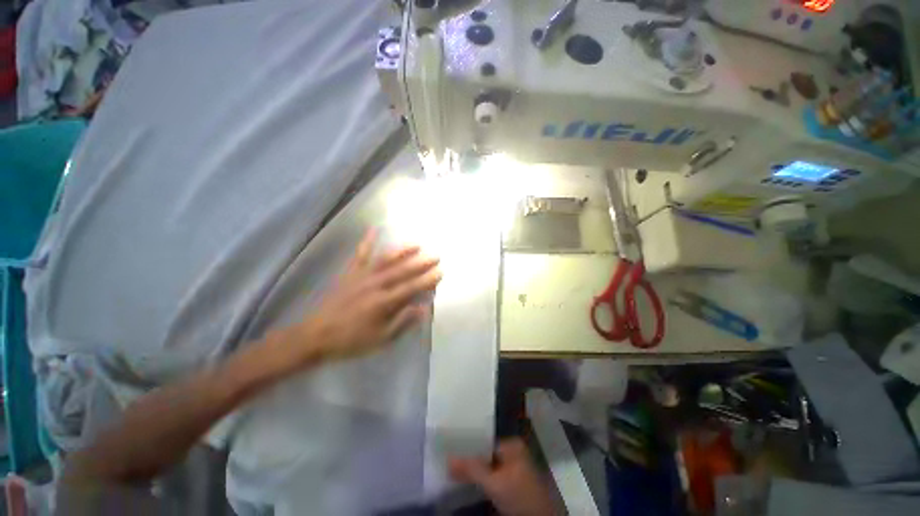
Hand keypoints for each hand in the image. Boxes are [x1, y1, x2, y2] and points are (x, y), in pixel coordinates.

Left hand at [291, 230, 440, 362]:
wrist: (316, 335)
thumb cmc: (351, 340)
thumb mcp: (381, 339)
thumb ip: (403, 322)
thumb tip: (424, 308)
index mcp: (384, 302)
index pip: (412, 287)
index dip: (428, 280)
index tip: (440, 272)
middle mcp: (376, 284)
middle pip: (403, 271)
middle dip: (421, 263)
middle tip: (436, 256)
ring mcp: (362, 276)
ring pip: (386, 260)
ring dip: (403, 251)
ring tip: (417, 244)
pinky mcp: (350, 273)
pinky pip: (360, 254)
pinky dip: (367, 241)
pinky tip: (374, 229)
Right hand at [449, 439, 556, 515]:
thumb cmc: (520, 497)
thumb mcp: (494, 484)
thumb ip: (471, 470)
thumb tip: (448, 458)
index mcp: (512, 445)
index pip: (483, 441)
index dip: (467, 446)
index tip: (449, 449)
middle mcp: (513, 452)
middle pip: (485, 454)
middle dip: (469, 460)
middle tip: (448, 462)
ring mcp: (513, 468)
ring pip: (487, 467)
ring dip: (473, 471)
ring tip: (453, 471)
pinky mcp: (512, 484)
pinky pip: (492, 477)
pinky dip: (481, 480)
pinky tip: (468, 482)